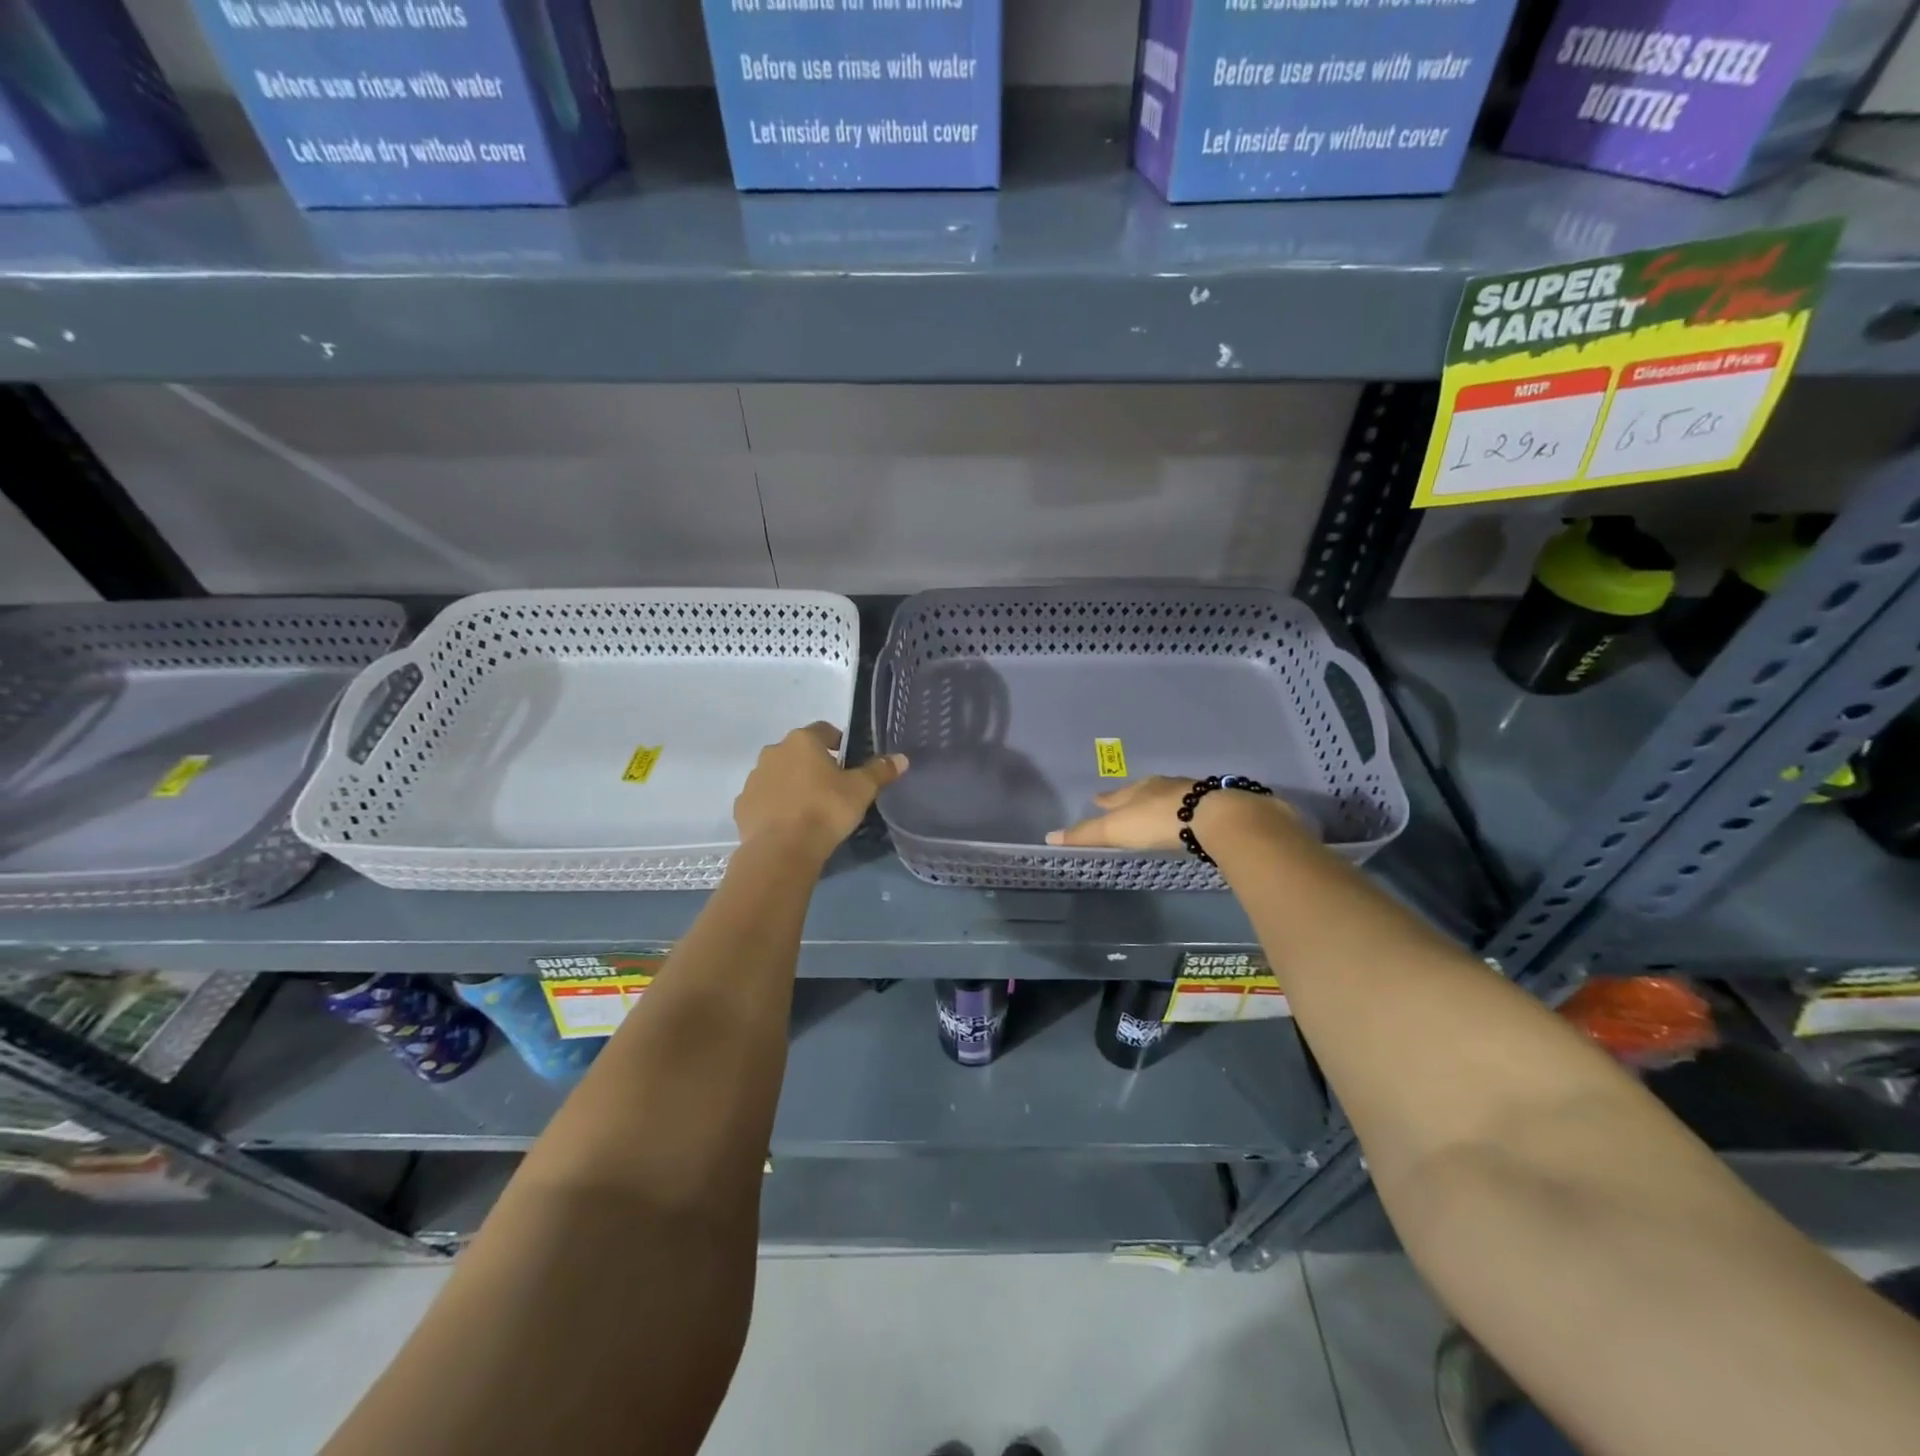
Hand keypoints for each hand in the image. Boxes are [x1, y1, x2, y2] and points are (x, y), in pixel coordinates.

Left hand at [734, 723, 907, 860]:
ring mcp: (754, 779)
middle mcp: (773, 752)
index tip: (848, 760)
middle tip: (831, 787)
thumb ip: (880, 771)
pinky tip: (789, 824)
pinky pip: (764, 799)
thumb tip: (901, 758)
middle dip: (813, 764)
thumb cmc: (825, 810)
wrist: (782, 850)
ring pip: (778, 775)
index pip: (824, 730)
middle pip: (798, 752)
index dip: (838, 742)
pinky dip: (775, 806)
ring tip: (810, 808)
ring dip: (792, 784)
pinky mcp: (742, 805)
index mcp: (802, 741)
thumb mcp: (861, 790)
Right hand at [1046, 777, 1292, 851]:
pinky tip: (1190, 819)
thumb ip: (1086, 834)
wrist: (1216, 818)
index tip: (1097, 800)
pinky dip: (1188, 812)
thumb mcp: (1117, 829)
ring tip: (1157, 811)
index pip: (1116, 796)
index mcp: (1139, 789)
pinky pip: (1196, 807)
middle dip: (1134, 797)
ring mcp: (1193, 793)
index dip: (1105, 800)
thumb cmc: (1158, 821)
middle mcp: (1165, 786)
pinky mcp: (1217, 806)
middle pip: (1144, 791)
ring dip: (1162, 803)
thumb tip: (1049, 837)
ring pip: (1171, 796)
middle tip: (1126, 803)